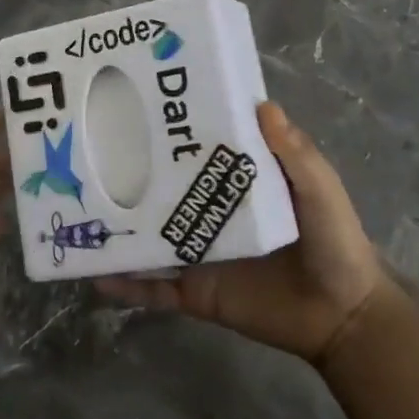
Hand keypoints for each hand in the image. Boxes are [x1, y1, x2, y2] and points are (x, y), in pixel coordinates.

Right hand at [95, 102, 386, 364]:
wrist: (342, 318)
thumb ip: (296, 154)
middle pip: (161, 187)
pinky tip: (93, 274)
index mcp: (233, 180)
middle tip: (86, 148)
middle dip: (127, 170)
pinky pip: (152, 288)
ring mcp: (195, 250)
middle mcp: (206, 209)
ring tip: (75, 208)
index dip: (172, 125)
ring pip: (146, 235)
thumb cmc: (334, 243)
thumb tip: (263, 104)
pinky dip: (124, 283)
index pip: (196, 147)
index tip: (136, 101)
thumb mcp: (320, 190)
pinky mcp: (193, 290)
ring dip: (116, 225)